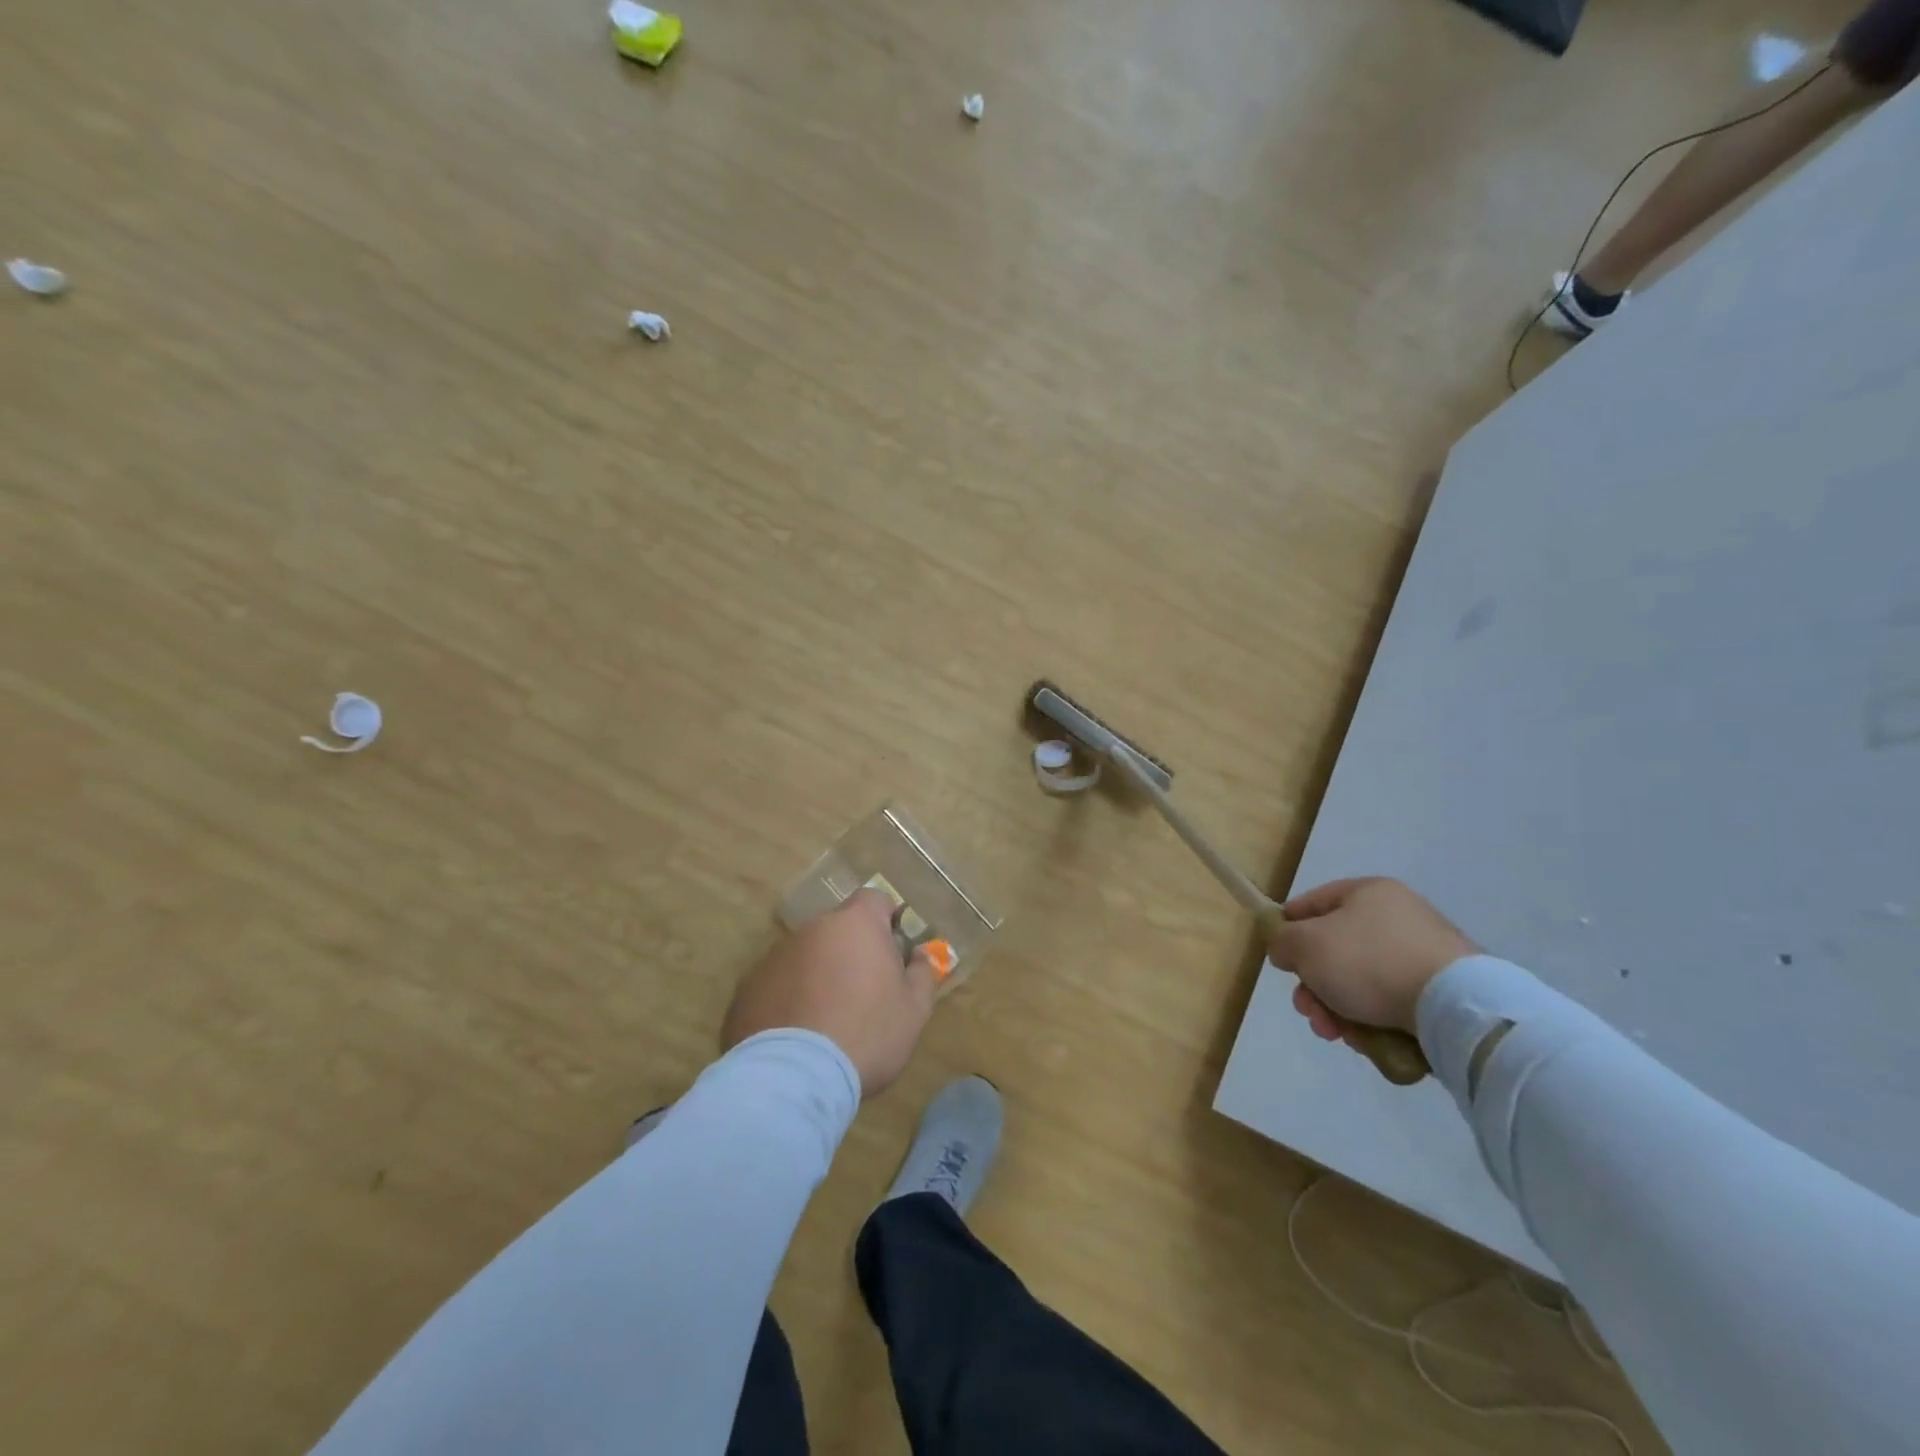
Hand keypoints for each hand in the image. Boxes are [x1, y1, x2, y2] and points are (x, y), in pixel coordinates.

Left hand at [722, 889, 937, 1097]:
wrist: (794, 1077)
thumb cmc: (867, 1034)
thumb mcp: (914, 1009)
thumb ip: (923, 972)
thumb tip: (921, 953)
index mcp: (855, 924)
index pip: (874, 900)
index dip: (886, 922)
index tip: (893, 953)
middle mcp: (812, 929)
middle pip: (838, 929)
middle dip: (851, 951)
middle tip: (864, 993)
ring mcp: (775, 956)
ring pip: (806, 956)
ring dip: (819, 974)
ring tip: (827, 1020)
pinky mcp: (748, 988)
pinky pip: (778, 984)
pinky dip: (790, 999)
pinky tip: (797, 1035)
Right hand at [1266, 878, 1477, 1038]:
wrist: (1453, 1007)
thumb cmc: (1368, 961)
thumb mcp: (1305, 945)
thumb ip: (1282, 940)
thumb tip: (1285, 948)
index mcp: (1367, 892)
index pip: (1312, 903)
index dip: (1288, 929)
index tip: (1280, 960)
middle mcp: (1397, 916)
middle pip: (1336, 950)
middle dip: (1314, 985)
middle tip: (1307, 1010)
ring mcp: (1424, 955)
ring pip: (1360, 982)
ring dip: (1338, 1008)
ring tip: (1336, 1034)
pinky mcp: (1442, 992)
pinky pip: (1391, 1002)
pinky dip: (1372, 1020)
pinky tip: (1366, 1040)